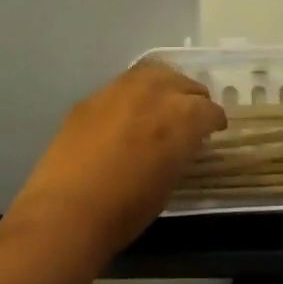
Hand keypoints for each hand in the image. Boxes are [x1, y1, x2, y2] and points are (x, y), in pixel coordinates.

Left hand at [9, 62, 225, 255]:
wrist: (67, 210)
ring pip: (153, 73)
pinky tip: (128, 112)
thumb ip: (180, 150)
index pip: (209, 110)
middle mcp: (155, 92)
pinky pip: (122, 85)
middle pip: (184, 83)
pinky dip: (133, 94)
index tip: (213, 132)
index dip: (214, 122)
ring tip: (162, 103)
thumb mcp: (169, 181)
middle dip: (193, 98)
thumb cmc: (126, 210)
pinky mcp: (92, 96)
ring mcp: (120, 89)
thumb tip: (181, 142)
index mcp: (182, 117)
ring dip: (164, 85)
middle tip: (191, 116)